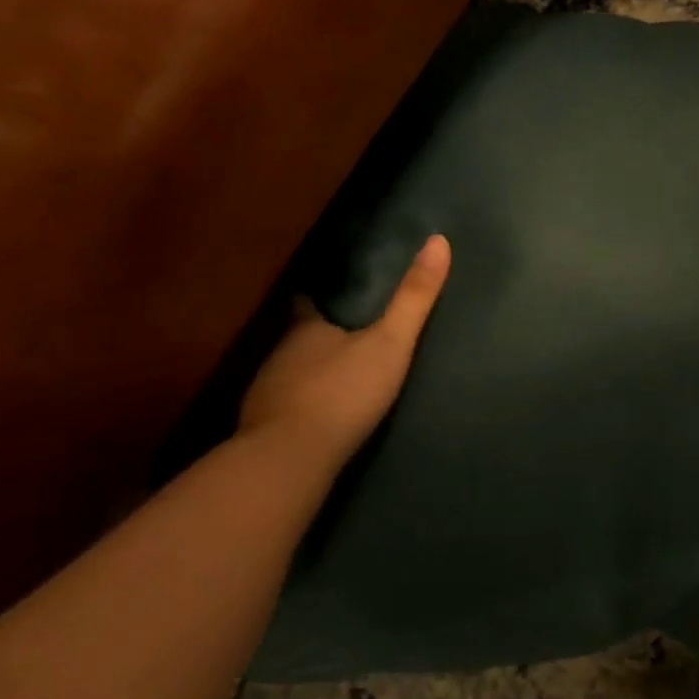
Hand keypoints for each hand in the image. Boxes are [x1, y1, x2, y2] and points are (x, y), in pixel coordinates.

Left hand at [238, 234, 451, 470]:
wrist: (290, 458)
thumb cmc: (342, 392)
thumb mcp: (389, 343)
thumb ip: (413, 298)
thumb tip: (439, 240)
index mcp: (306, 329)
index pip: (305, 303)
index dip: (315, 298)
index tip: (324, 292)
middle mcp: (279, 355)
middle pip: (295, 339)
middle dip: (313, 337)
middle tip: (338, 336)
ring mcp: (265, 393)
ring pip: (285, 373)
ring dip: (303, 372)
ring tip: (327, 376)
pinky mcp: (260, 430)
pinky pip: (280, 409)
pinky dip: (294, 406)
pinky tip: (309, 418)